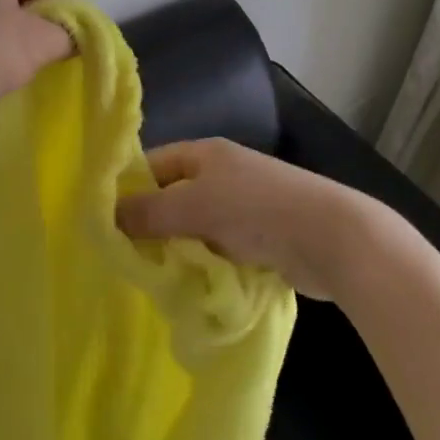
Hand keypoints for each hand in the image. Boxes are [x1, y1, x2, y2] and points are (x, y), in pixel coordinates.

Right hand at [116, 138, 380, 299]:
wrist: (333, 238)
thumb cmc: (256, 209)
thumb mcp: (193, 206)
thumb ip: (149, 212)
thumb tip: (106, 216)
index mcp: (206, 154)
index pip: (154, 163)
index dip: (130, 187)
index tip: (106, 221)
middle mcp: (224, 174)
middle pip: (174, 196)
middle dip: (153, 224)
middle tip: (127, 255)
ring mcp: (245, 206)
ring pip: (196, 227)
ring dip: (180, 249)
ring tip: (155, 275)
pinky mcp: (263, 238)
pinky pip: (221, 249)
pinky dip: (207, 264)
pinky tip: (192, 285)